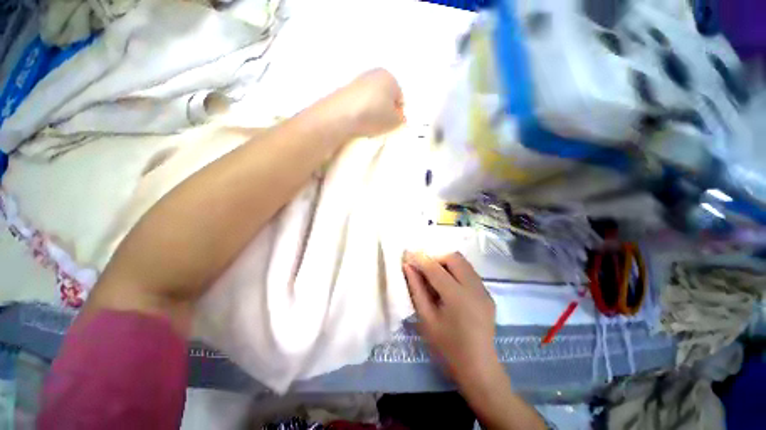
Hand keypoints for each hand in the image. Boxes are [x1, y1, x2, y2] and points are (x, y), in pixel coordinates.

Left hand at [324, 68, 404, 137]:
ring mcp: (358, 81)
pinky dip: (361, 111)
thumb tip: (398, 116)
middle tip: (382, 124)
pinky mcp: (345, 90)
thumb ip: (401, 118)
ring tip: (369, 124)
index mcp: (389, 77)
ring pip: (372, 99)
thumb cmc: (373, 115)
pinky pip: (360, 103)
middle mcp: (374, 74)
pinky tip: (358, 120)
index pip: (400, 98)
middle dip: (385, 110)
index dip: (398, 113)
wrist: (341, 115)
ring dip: (373, 111)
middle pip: (385, 96)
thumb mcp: (395, 121)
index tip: (393, 124)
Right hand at [402, 251, 498, 384]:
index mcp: (457, 297)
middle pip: (453, 258)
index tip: (408, 254)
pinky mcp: (487, 294)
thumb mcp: (426, 319)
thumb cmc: (447, 347)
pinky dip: (456, 271)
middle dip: (436, 258)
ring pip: (463, 262)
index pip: (435, 268)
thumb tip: (408, 267)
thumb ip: (416, 289)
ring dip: (446, 263)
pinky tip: (448, 285)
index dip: (420, 259)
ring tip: (434, 276)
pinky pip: (469, 272)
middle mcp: (474, 288)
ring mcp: (484, 290)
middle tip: (424, 268)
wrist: (479, 368)